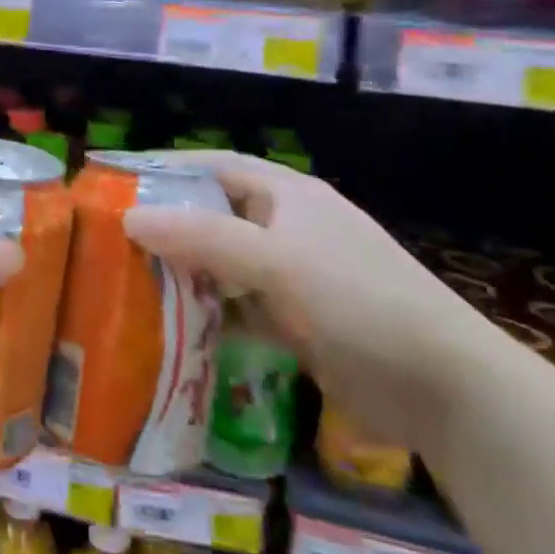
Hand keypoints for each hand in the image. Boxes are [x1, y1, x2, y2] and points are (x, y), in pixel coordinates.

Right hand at [121, 151, 494, 452]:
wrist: (444, 387)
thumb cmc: (358, 301)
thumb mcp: (275, 262)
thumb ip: (201, 238)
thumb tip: (128, 217)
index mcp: (287, 196)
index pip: (216, 166)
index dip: (168, 168)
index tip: (117, 181)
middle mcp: (287, 228)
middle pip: (214, 215)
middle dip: (166, 225)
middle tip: (110, 241)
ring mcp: (292, 277)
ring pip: (222, 265)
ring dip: (183, 274)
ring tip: (126, 283)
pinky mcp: (296, 322)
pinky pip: (237, 308)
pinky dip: (207, 315)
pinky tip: (170, 328)